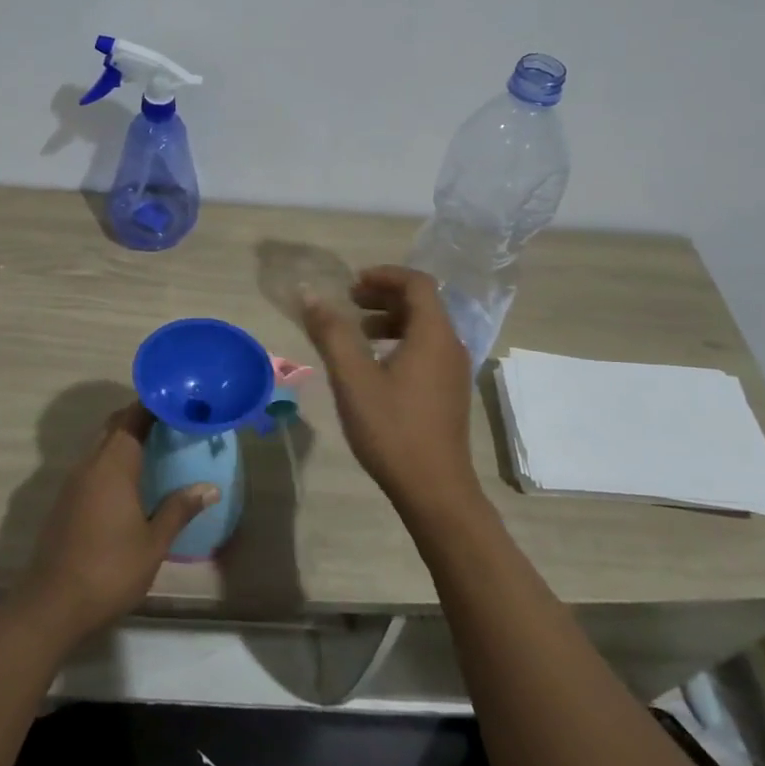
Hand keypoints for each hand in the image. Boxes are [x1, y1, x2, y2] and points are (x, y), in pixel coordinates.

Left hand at [18, 403, 217, 639]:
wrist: (52, 604)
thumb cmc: (109, 570)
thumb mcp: (153, 543)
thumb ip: (179, 510)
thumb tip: (210, 487)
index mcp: (113, 465)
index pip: (131, 418)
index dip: (152, 405)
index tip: (176, 401)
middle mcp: (90, 464)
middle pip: (114, 427)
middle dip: (138, 418)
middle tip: (170, 422)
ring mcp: (73, 483)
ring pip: (100, 446)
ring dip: (124, 440)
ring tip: (155, 448)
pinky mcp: (64, 501)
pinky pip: (92, 466)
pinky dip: (111, 462)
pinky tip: (129, 482)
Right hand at [302, 265, 482, 520]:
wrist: (435, 491)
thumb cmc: (392, 428)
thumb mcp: (352, 377)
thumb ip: (331, 332)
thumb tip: (310, 296)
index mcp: (433, 334)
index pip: (417, 283)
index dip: (384, 275)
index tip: (352, 283)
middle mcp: (451, 345)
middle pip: (422, 303)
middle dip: (384, 295)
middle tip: (349, 303)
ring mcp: (454, 371)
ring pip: (424, 328)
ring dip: (390, 320)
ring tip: (357, 333)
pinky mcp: (450, 392)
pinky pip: (427, 349)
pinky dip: (401, 341)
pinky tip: (375, 366)